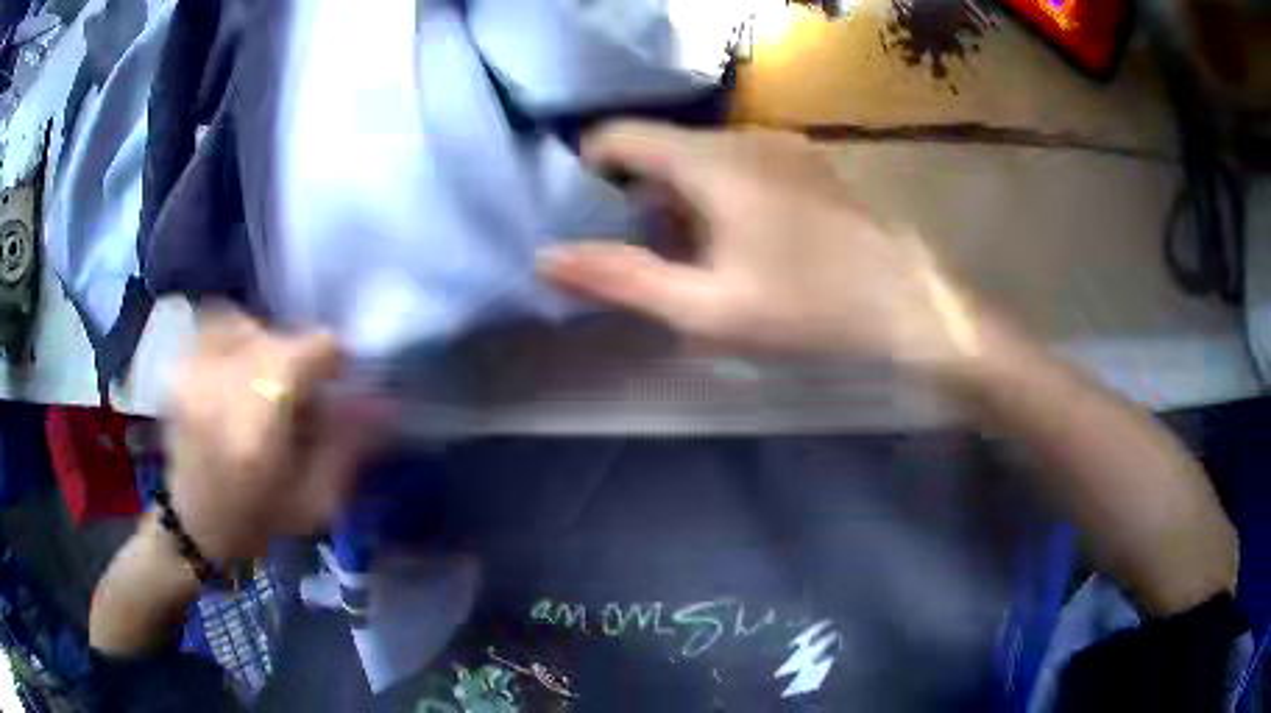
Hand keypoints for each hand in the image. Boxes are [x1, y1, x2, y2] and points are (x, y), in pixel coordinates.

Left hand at [163, 307, 376, 561]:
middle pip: (277, 336)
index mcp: (259, 421)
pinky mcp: (180, 368)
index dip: (333, 359)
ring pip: (246, 324)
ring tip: (267, 381)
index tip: (338, 382)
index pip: (309, 348)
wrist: (194, 529)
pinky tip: (239, 372)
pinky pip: (214, 328)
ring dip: (266, 346)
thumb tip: (382, 402)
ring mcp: (194, 371)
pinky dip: (235, 339)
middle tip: (302, 394)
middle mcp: (221, 382)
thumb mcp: (315, 501)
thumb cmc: (257, 524)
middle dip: (298, 360)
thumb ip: (347, 444)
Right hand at [539, 122, 981, 372]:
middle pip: (660, 149)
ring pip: (701, 157)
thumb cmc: (807, 308)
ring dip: (680, 199)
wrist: (908, 304)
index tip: (583, 216)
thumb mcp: (706, 307)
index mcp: (710, 159)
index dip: (587, 169)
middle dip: (636, 196)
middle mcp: (742, 135)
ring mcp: (781, 145)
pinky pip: (740, 164)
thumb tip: (545, 257)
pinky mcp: (808, 163)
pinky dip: (719, 194)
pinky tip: (741, 243)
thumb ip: (620, 278)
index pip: (619, 136)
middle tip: (641, 255)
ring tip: (691, 258)